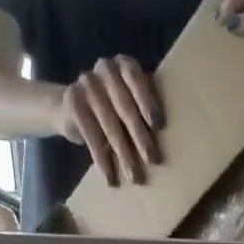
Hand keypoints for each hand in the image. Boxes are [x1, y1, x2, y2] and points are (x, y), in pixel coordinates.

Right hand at [57, 56, 161, 186]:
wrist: (72, 108)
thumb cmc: (113, 108)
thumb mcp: (130, 102)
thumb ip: (145, 109)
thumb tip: (171, 139)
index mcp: (125, 65)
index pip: (137, 79)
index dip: (148, 101)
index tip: (159, 126)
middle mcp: (106, 69)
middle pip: (125, 107)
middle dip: (140, 136)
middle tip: (153, 160)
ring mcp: (87, 83)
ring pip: (110, 125)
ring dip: (124, 154)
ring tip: (135, 177)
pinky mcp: (73, 102)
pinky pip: (91, 135)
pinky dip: (101, 159)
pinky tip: (110, 177)